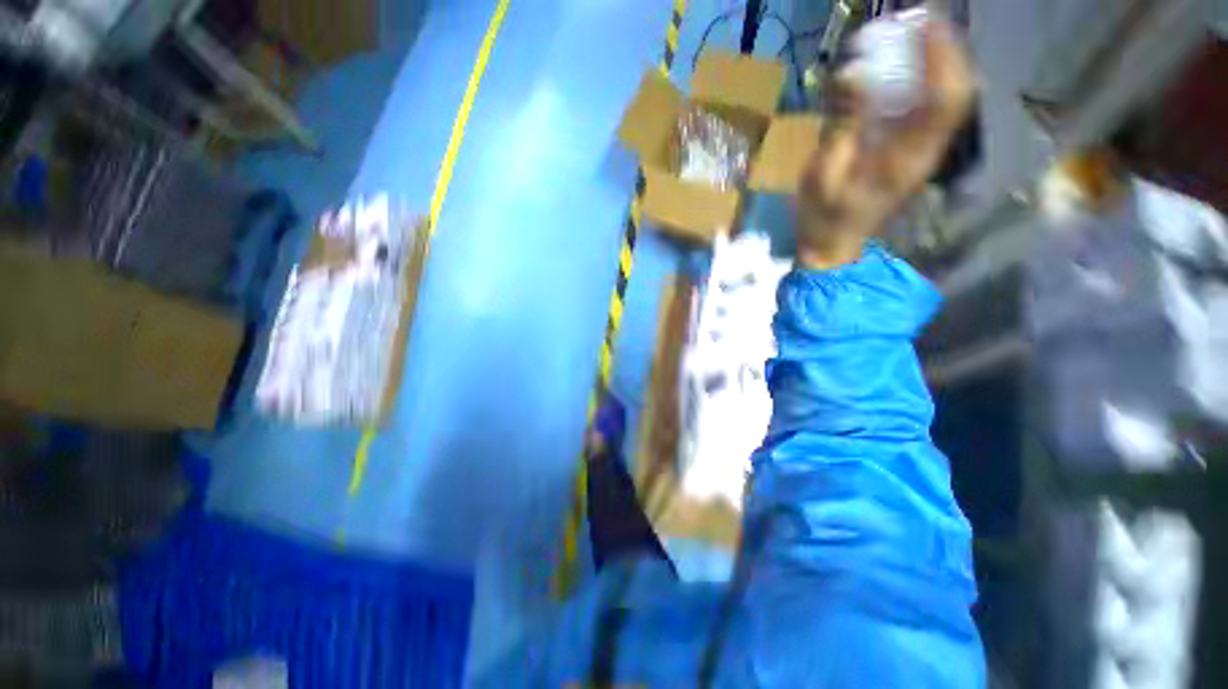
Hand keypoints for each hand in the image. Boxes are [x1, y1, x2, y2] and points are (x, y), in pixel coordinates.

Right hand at [797, 18, 975, 267]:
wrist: (832, 243)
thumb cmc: (825, 216)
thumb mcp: (824, 174)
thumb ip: (841, 125)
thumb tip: (851, 74)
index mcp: (908, 157)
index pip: (946, 99)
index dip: (941, 56)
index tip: (921, 21)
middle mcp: (925, 147)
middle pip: (953, 89)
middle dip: (940, 48)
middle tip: (910, 20)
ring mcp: (920, 147)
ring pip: (943, 93)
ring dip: (930, 59)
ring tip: (903, 33)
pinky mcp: (908, 146)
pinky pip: (924, 103)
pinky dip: (915, 77)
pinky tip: (894, 65)